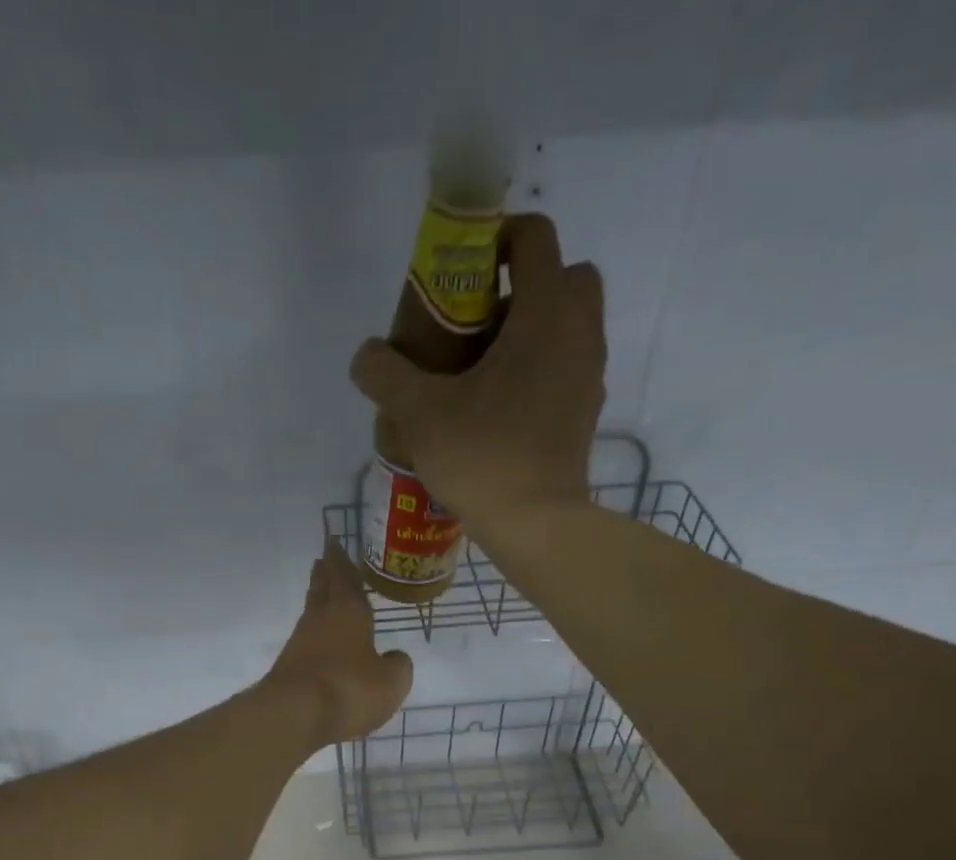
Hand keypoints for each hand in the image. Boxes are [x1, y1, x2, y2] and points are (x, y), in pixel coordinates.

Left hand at [264, 541, 413, 747]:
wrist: (296, 715)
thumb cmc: (350, 688)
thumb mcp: (391, 681)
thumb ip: (397, 665)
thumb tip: (394, 658)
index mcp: (349, 611)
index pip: (346, 578)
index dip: (343, 561)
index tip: (334, 543)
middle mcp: (321, 619)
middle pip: (322, 589)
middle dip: (325, 574)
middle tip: (324, 560)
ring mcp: (301, 642)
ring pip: (312, 612)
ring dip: (318, 600)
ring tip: (323, 593)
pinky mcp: (290, 666)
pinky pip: (307, 640)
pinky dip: (315, 634)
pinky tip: (321, 642)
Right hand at [349, 213, 606, 534]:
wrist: (536, 525)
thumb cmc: (483, 457)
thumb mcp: (419, 413)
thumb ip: (386, 374)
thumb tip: (365, 356)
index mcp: (546, 312)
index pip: (534, 237)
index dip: (496, 238)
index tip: (461, 273)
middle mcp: (579, 333)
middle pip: (564, 276)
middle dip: (524, 285)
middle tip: (478, 323)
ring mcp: (589, 376)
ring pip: (569, 325)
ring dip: (532, 330)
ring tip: (483, 369)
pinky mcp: (585, 414)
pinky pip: (567, 367)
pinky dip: (541, 369)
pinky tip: (501, 406)